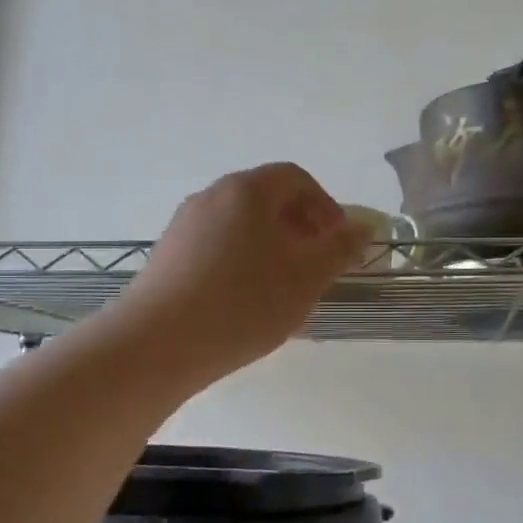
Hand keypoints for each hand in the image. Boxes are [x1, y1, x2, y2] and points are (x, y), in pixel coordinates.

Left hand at [115, 163, 369, 388]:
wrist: (158, 343)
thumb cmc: (244, 301)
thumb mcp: (307, 276)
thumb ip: (340, 248)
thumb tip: (364, 226)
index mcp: (247, 190)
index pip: (296, 178)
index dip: (325, 205)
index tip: (339, 241)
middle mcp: (211, 197)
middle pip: (266, 200)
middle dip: (300, 228)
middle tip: (316, 266)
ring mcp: (184, 226)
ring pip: (240, 226)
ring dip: (271, 248)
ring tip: (284, 289)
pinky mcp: (167, 257)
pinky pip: (216, 248)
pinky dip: (241, 263)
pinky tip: (245, 303)